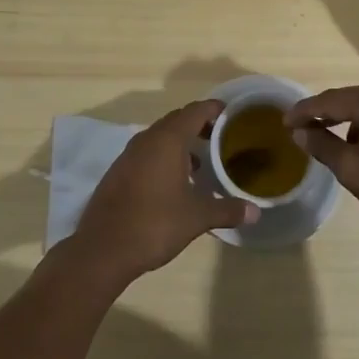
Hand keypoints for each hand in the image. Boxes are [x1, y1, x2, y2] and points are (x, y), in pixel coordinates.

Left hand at [71, 100, 257, 281]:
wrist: (103, 249)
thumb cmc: (154, 224)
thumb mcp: (197, 218)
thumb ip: (227, 210)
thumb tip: (256, 212)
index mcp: (168, 140)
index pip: (195, 111)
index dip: (214, 109)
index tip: (232, 115)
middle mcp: (147, 140)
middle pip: (177, 120)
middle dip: (199, 124)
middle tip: (220, 137)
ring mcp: (129, 155)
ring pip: (159, 137)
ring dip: (180, 142)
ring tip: (200, 162)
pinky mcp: (118, 172)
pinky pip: (146, 153)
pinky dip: (163, 157)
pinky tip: (174, 182)